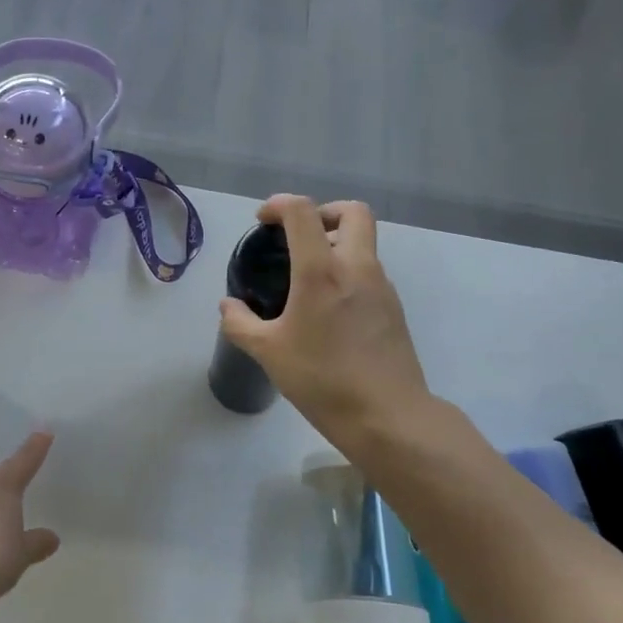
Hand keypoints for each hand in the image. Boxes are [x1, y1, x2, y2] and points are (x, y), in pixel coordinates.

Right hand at [219, 196, 434, 451]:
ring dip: (336, 244)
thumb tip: (228, 306)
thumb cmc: (323, 379)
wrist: (388, 417)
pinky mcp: (394, 308)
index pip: (303, 212)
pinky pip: (370, 272)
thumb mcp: (268, 353)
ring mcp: (382, 287)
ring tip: (307, 278)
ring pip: (364, 243)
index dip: (279, 205)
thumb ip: (240, 323)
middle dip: (323, 212)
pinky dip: (348, 272)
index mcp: (322, 271)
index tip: (263, 221)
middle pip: (352, 212)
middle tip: (298, 236)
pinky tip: (328, 309)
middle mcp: (357, 268)